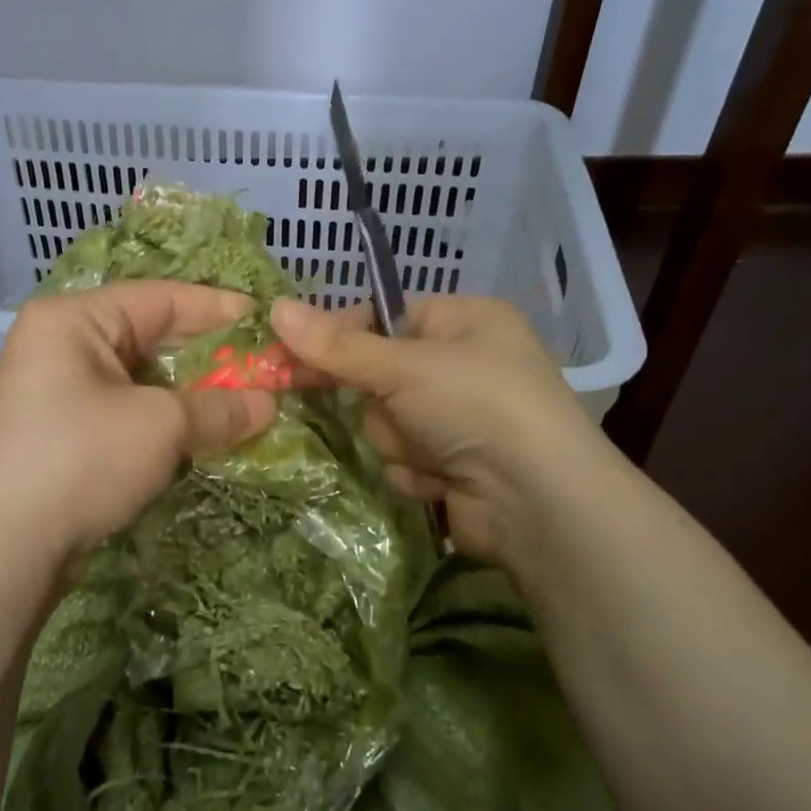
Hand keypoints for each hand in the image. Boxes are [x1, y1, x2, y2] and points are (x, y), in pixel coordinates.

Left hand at [0, 282, 277, 566]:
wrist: (4, 547)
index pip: (161, 298)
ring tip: (245, 401)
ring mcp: (57, 391)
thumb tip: (268, 404)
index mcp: (74, 319)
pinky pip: (126, 410)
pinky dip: (165, 420)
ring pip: (140, 379)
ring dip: (191, 393)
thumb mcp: (160, 425)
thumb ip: (220, 407)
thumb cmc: (81, 460)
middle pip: (150, 336)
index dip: (219, 310)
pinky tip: (204, 432)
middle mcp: (61, 344)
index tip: (268, 323)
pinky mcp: (63, 432)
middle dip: (209, 357)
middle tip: (263, 368)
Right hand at [270, 296, 609, 564]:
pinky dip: (416, 471)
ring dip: (398, 442)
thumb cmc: (476, 407)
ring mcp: (460, 418)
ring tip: (434, 451)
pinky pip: (403, 458)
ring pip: (386, 423)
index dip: (341, 337)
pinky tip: (443, 479)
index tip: (296, 357)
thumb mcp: (403, 367)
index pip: (382, 317)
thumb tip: (274, 307)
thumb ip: (336, 345)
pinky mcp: (454, 464)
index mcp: (464, 321)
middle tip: (390, 411)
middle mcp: (464, 364)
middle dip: (382, 405)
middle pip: (378, 376)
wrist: (537, 502)